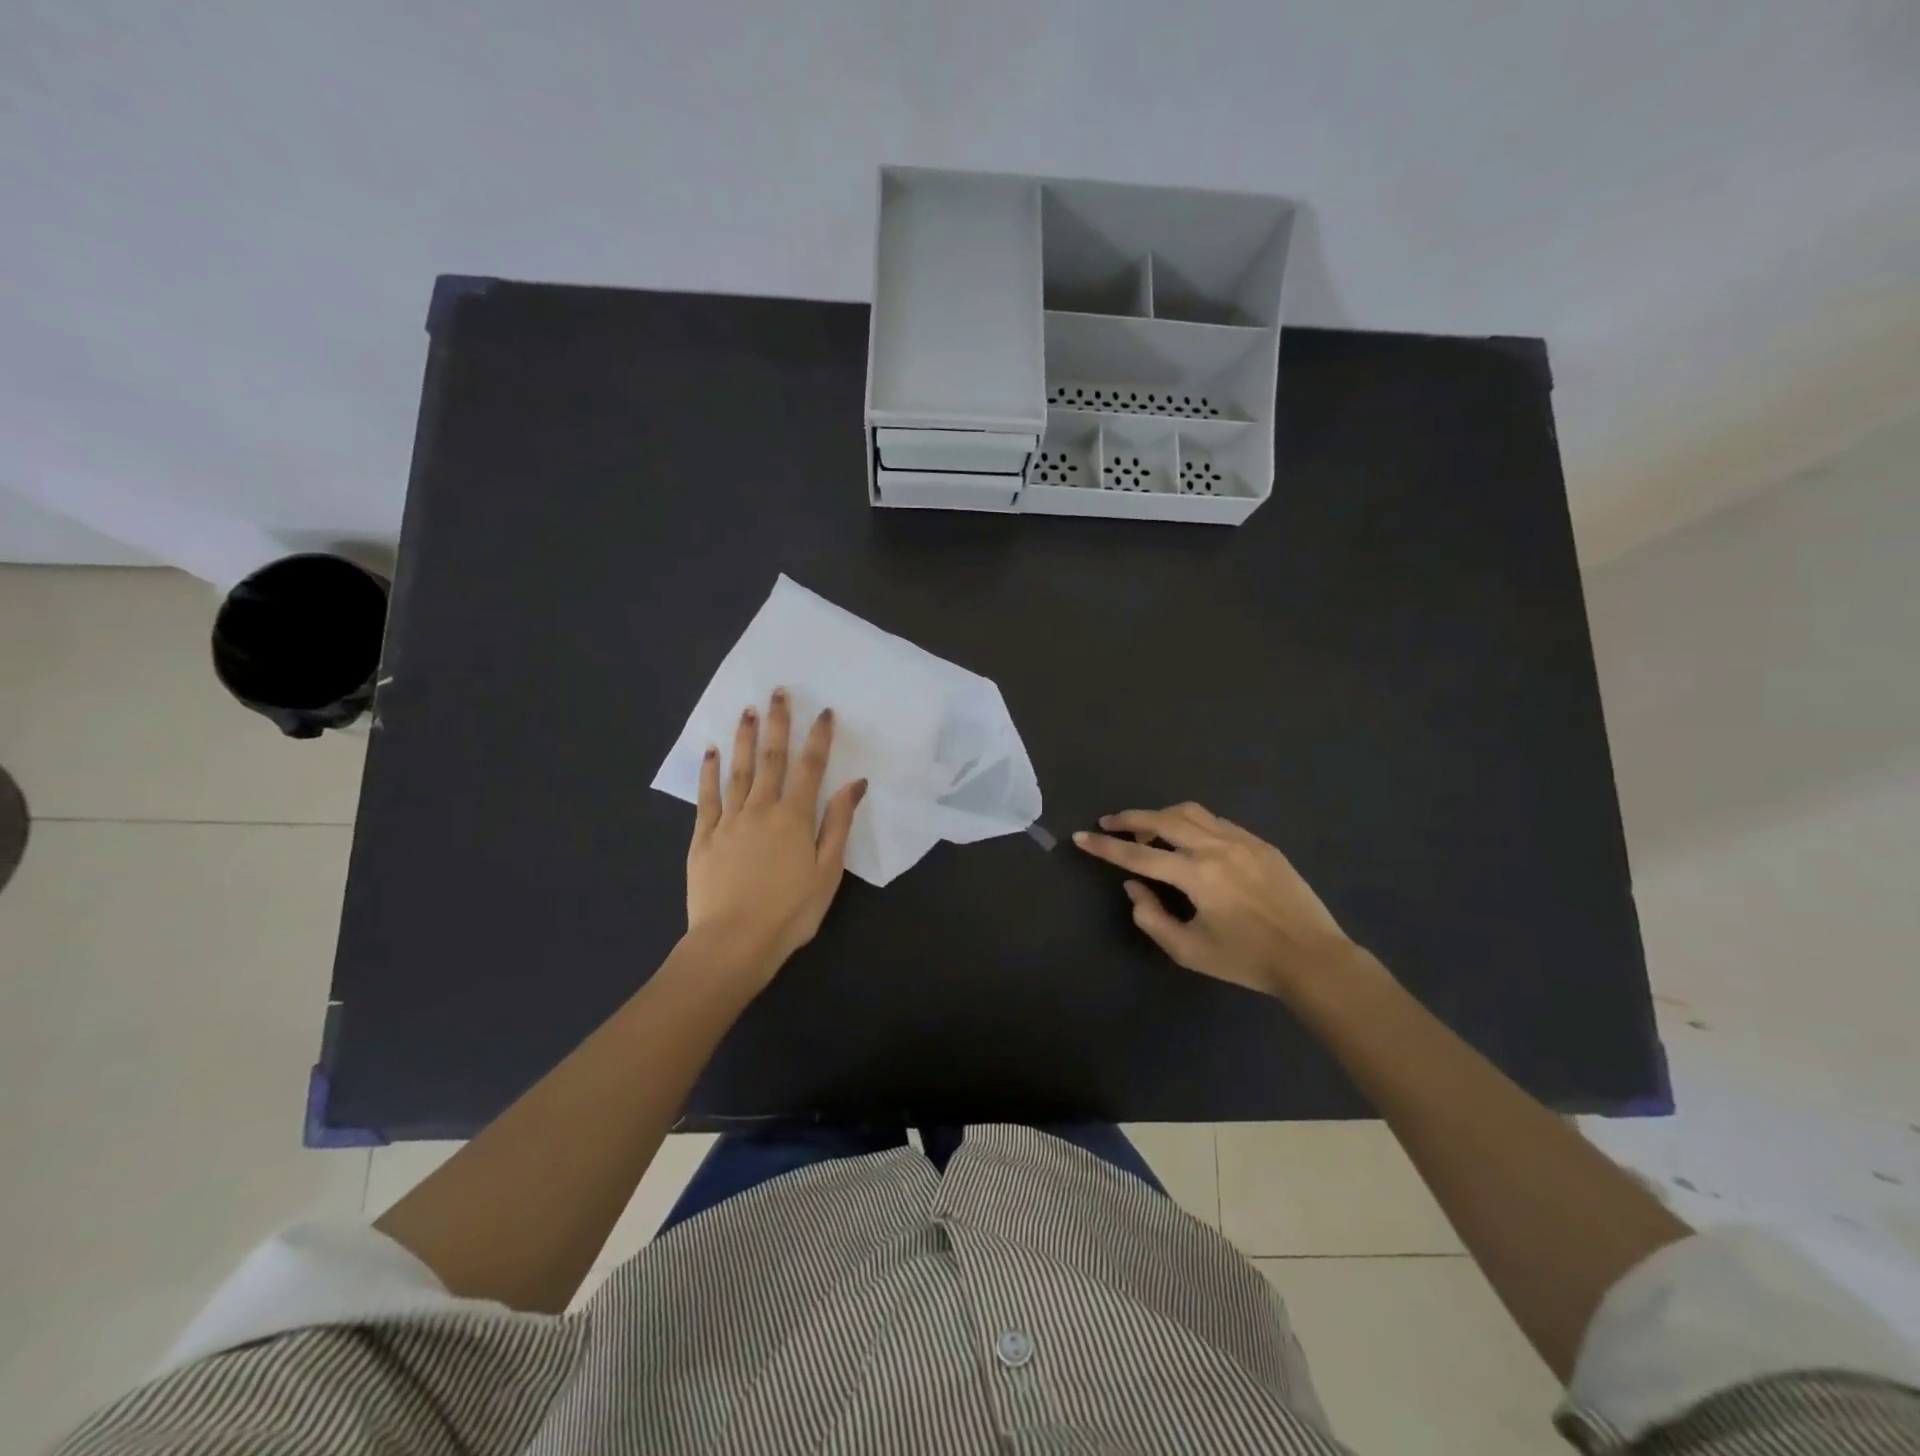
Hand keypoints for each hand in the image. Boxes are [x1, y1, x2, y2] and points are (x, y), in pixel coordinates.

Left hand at [686, 689, 866, 983]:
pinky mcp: (703, 838)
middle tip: (778, 692)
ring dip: (744, 739)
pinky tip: (711, 752)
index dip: (818, 738)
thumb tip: (854, 784)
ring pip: (738, 771)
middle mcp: (760, 809)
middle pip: (771, 759)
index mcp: (794, 818)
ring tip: (747, 710)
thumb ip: (838, 824)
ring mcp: (728, 821)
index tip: (824, 711)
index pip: (810, 768)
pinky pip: (707, 797)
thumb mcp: (828, 872)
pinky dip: (710, 772)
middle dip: (777, 724)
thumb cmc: (790, 912)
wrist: (733, 943)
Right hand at [1074, 803, 1364, 998]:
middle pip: (1161, 820)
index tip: (1080, 836)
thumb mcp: (1189, 950)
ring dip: (1161, 815)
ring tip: (1148, 829)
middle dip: (1129, 818)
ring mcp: (1241, 840)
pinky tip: (1189, 838)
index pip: (1137, 854)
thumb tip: (1134, 887)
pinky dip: (1192, 823)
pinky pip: (1217, 822)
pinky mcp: (1260, 843)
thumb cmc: (1247, 960)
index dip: (1104, 846)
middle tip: (1109, 822)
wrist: (1312, 958)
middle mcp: (1215, 847)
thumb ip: (1151, 917)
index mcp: (1195, 874)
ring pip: (1190, 812)